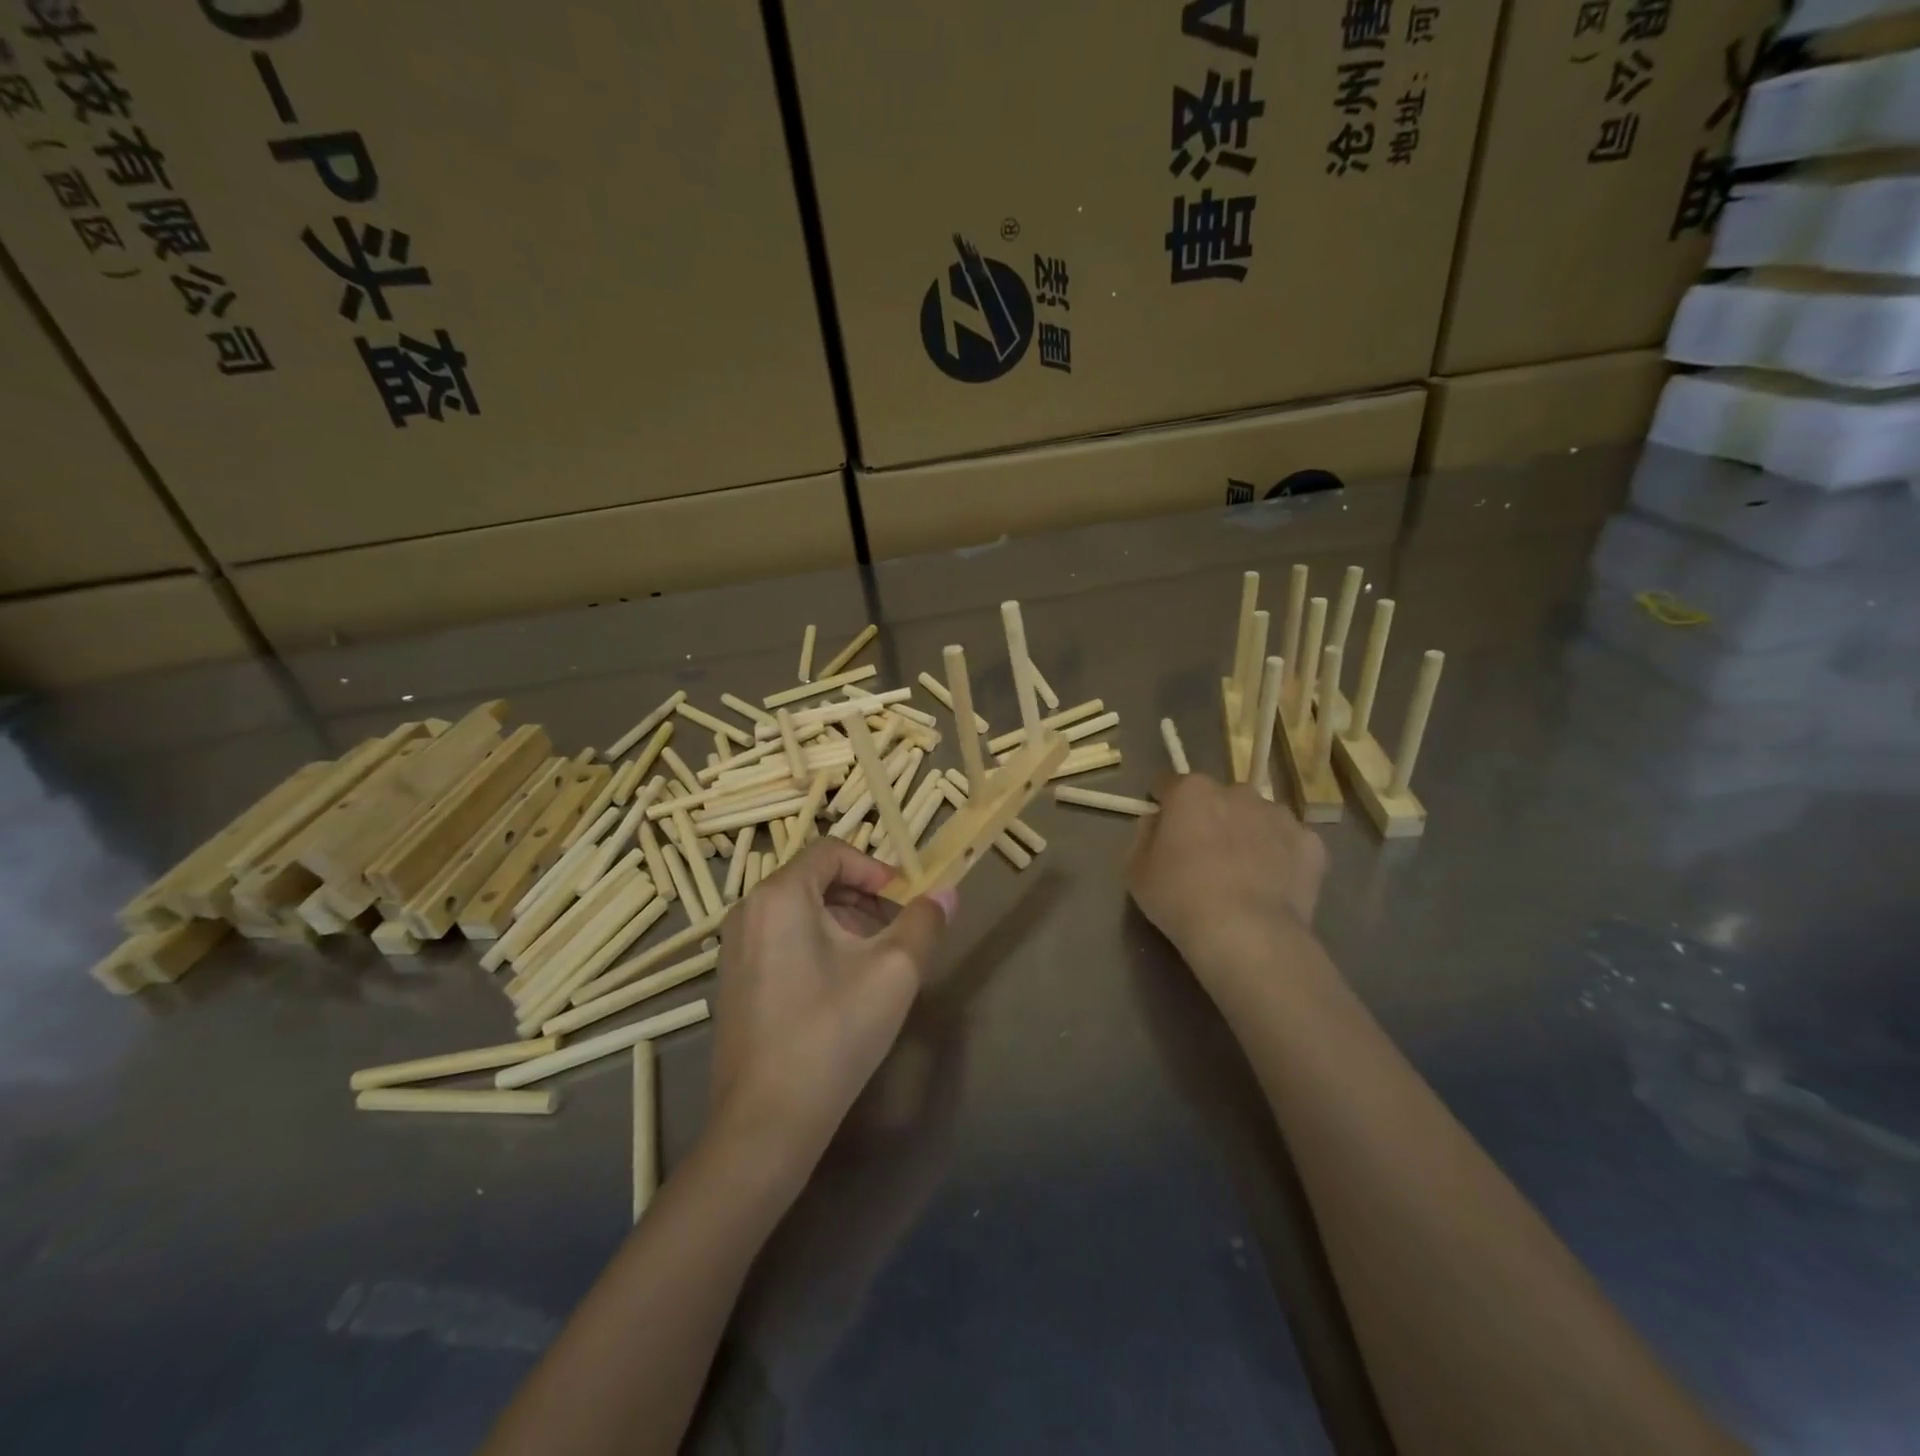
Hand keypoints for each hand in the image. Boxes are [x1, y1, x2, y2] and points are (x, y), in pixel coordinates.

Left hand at [707, 839, 953, 1183]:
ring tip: (875, 964)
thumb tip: (946, 892)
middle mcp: (748, 911)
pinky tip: (841, 990)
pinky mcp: (734, 981)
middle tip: (897, 933)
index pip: (832, 852)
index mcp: (780, 895)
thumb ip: (924, 922)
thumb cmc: (833, 1033)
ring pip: (799, 911)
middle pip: (815, 879)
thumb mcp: (894, 971)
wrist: (766, 1122)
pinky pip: (781, 939)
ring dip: (844, 923)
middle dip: (863, 898)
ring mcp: (734, 948)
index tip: (905, 900)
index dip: (875, 868)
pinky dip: (816, 945)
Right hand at [1127, 773, 1326, 993]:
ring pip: (1258, 817)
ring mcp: (1279, 816)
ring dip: (1248, 833)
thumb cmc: (1180, 898)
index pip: (1169, 784)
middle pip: (1218, 798)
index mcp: (1191, 791)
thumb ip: (1143, 836)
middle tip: (1203, 855)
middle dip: (1210, 817)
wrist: (1247, 934)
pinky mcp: (1311, 844)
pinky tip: (1272, 885)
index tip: (1161, 826)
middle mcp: (1237, 792)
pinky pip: (1290, 843)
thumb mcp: (1136, 871)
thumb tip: (1156, 821)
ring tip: (1243, 873)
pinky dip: (1281, 857)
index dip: (1163, 804)